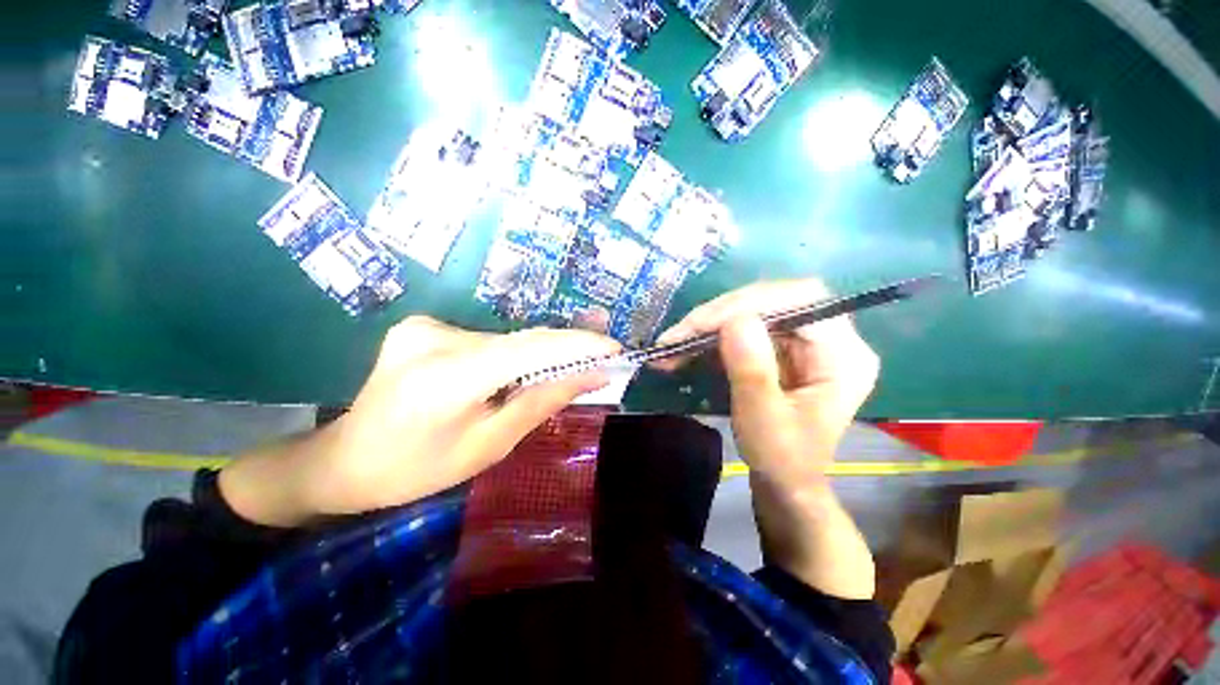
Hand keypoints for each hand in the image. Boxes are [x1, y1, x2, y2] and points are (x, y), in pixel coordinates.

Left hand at [221, 317, 618, 524]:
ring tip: (568, 367)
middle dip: (565, 349)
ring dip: (538, 355)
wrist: (345, 459)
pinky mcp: (424, 326)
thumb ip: (542, 402)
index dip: (577, 344)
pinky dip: (512, 354)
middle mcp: (436, 338)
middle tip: (602, 356)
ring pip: (505, 339)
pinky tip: (520, 372)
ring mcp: (426, 327)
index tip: (613, 347)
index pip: (529, 348)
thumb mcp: (489, 445)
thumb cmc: (417, 469)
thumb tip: (591, 376)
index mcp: (447, 378)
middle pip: (521, 340)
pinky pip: (486, 340)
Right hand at [656, 280, 879, 598]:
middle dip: (720, 314)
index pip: (801, 300)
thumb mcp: (764, 420)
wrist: (784, 482)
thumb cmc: (782, 459)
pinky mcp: (781, 346)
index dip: (749, 304)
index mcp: (844, 355)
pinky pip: (743, 326)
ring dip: (709, 324)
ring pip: (752, 309)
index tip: (702, 325)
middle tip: (679, 335)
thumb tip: (734, 320)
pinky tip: (685, 347)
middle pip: (773, 299)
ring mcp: (803, 339)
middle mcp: (830, 337)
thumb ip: (752, 371)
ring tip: (672, 343)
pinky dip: (711, 334)